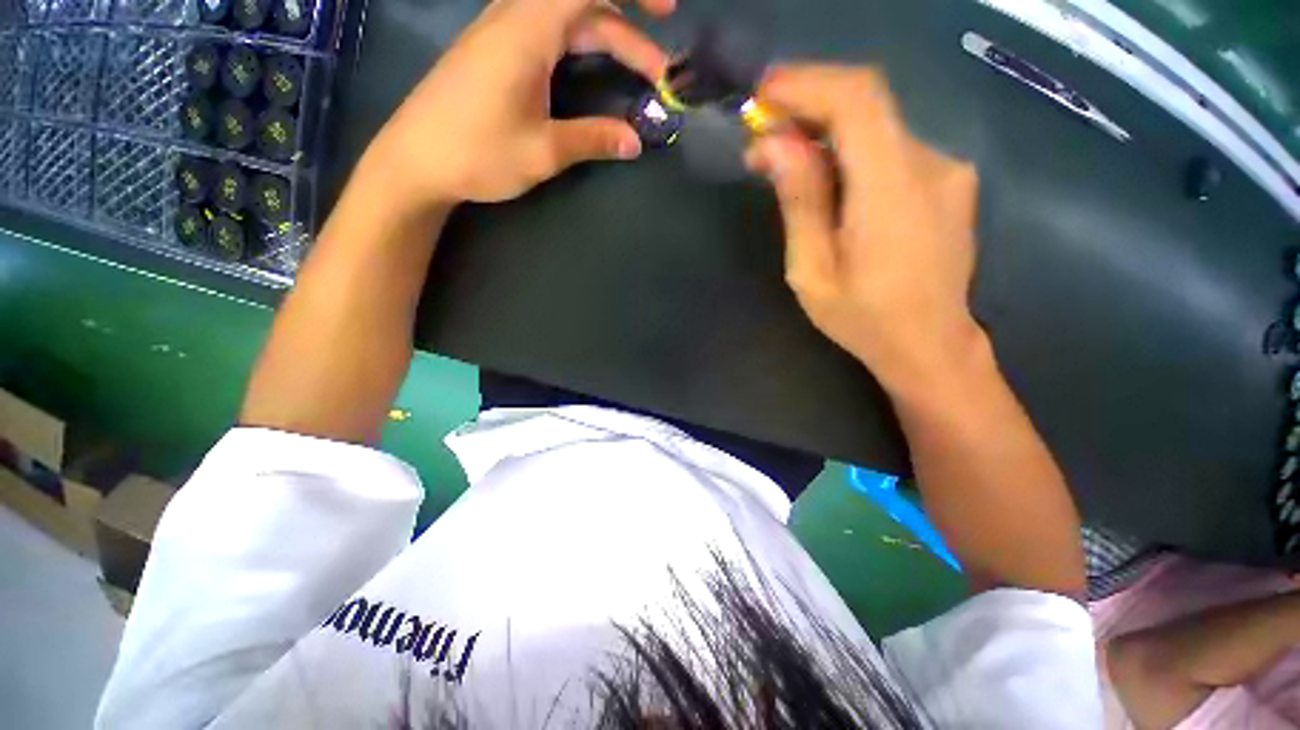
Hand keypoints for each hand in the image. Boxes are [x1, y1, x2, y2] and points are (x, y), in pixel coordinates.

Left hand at [362, 0, 673, 213]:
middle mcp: (514, 18)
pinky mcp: (495, 51)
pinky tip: (592, 66)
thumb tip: (635, 143)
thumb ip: (592, 140)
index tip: (666, 14)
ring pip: (566, 20)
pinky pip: (547, 31)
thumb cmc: (477, 153)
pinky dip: (580, 44)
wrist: (416, 160)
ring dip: (606, 39)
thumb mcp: (543, 152)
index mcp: (527, 31)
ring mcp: (502, 33)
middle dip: (629, 36)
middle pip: (583, 9)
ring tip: (636, 71)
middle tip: (660, 75)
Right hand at [746, 65, 983, 392]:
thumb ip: (800, 201)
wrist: (930, 345)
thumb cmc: (863, 319)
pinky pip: (891, 149)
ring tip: (783, 164)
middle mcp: (931, 164)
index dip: (808, 84)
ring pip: (877, 128)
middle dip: (807, 110)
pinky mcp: (947, 181)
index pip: (858, 100)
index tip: (763, 94)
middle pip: (867, 107)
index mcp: (893, 190)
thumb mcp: (812, 270)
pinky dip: (852, 151)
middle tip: (761, 140)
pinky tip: (827, 180)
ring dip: (826, 134)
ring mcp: (947, 170)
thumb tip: (774, 144)